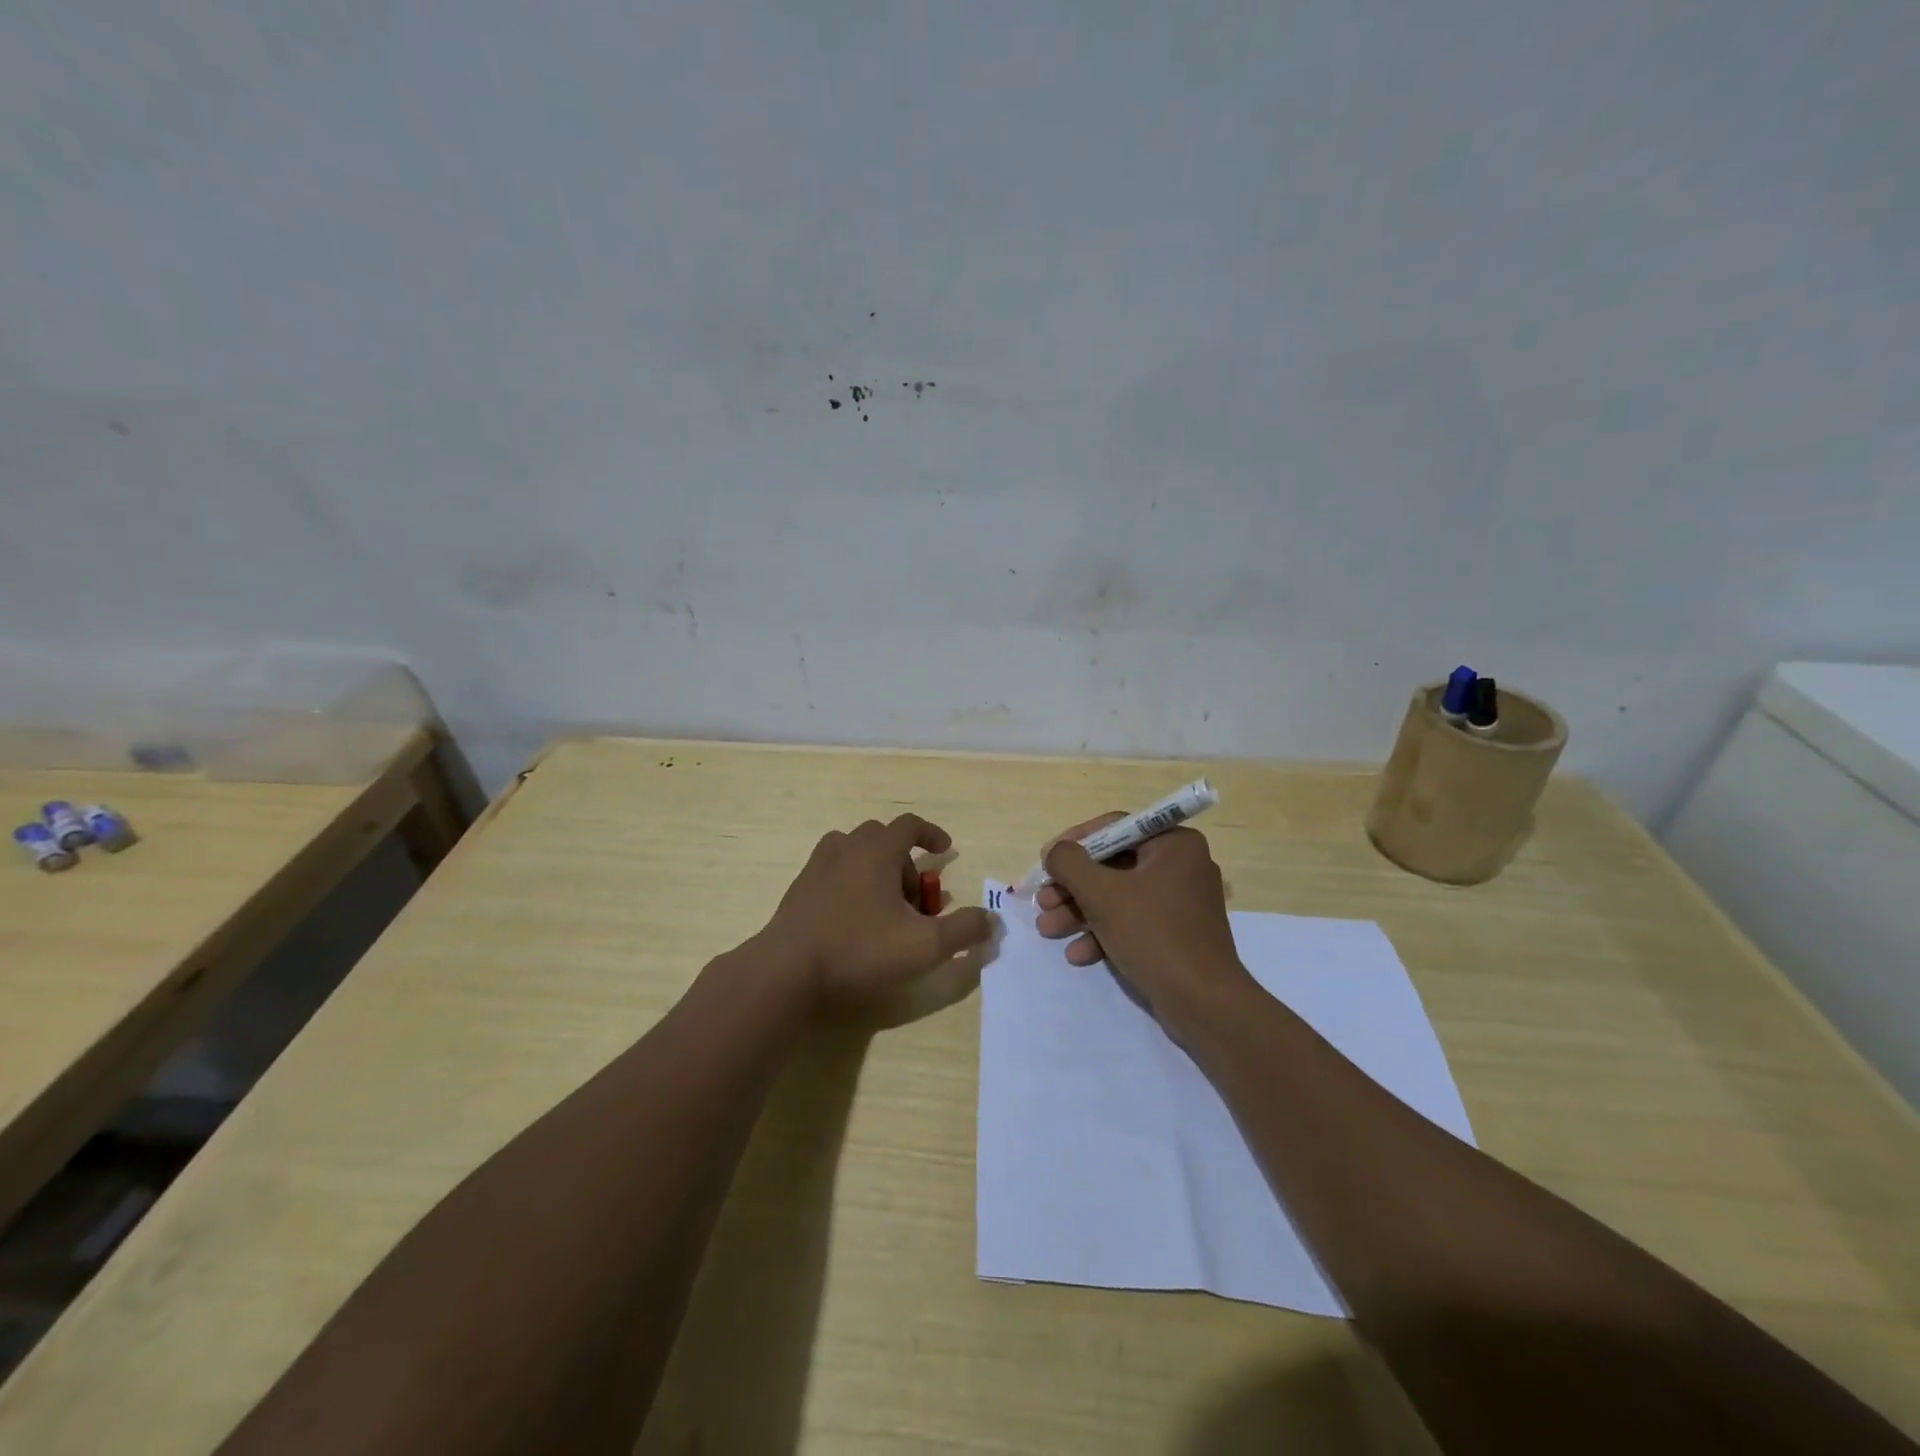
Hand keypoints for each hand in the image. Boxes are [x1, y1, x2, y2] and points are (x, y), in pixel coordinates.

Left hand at [761, 814, 993, 1008]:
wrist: (787, 970)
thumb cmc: (859, 950)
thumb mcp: (924, 945)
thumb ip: (963, 931)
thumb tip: (992, 920)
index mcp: (876, 851)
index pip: (909, 825)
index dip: (931, 834)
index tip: (945, 851)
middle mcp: (846, 848)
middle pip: (882, 838)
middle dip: (905, 862)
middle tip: (916, 899)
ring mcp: (817, 866)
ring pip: (854, 852)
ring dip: (876, 870)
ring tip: (885, 907)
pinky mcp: (799, 889)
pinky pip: (833, 871)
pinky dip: (851, 882)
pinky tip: (854, 919)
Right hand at [1034, 814, 1254, 1032]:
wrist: (1203, 1004)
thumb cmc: (1154, 934)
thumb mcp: (1102, 893)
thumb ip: (1069, 863)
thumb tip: (1054, 852)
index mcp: (1174, 844)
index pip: (1115, 827)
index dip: (1074, 843)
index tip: (1046, 861)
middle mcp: (1180, 866)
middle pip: (1112, 865)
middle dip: (1072, 886)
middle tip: (1043, 901)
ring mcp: (1179, 903)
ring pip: (1117, 897)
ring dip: (1079, 912)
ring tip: (1048, 930)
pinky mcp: (1174, 935)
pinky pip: (1131, 923)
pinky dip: (1102, 934)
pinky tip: (1077, 955)